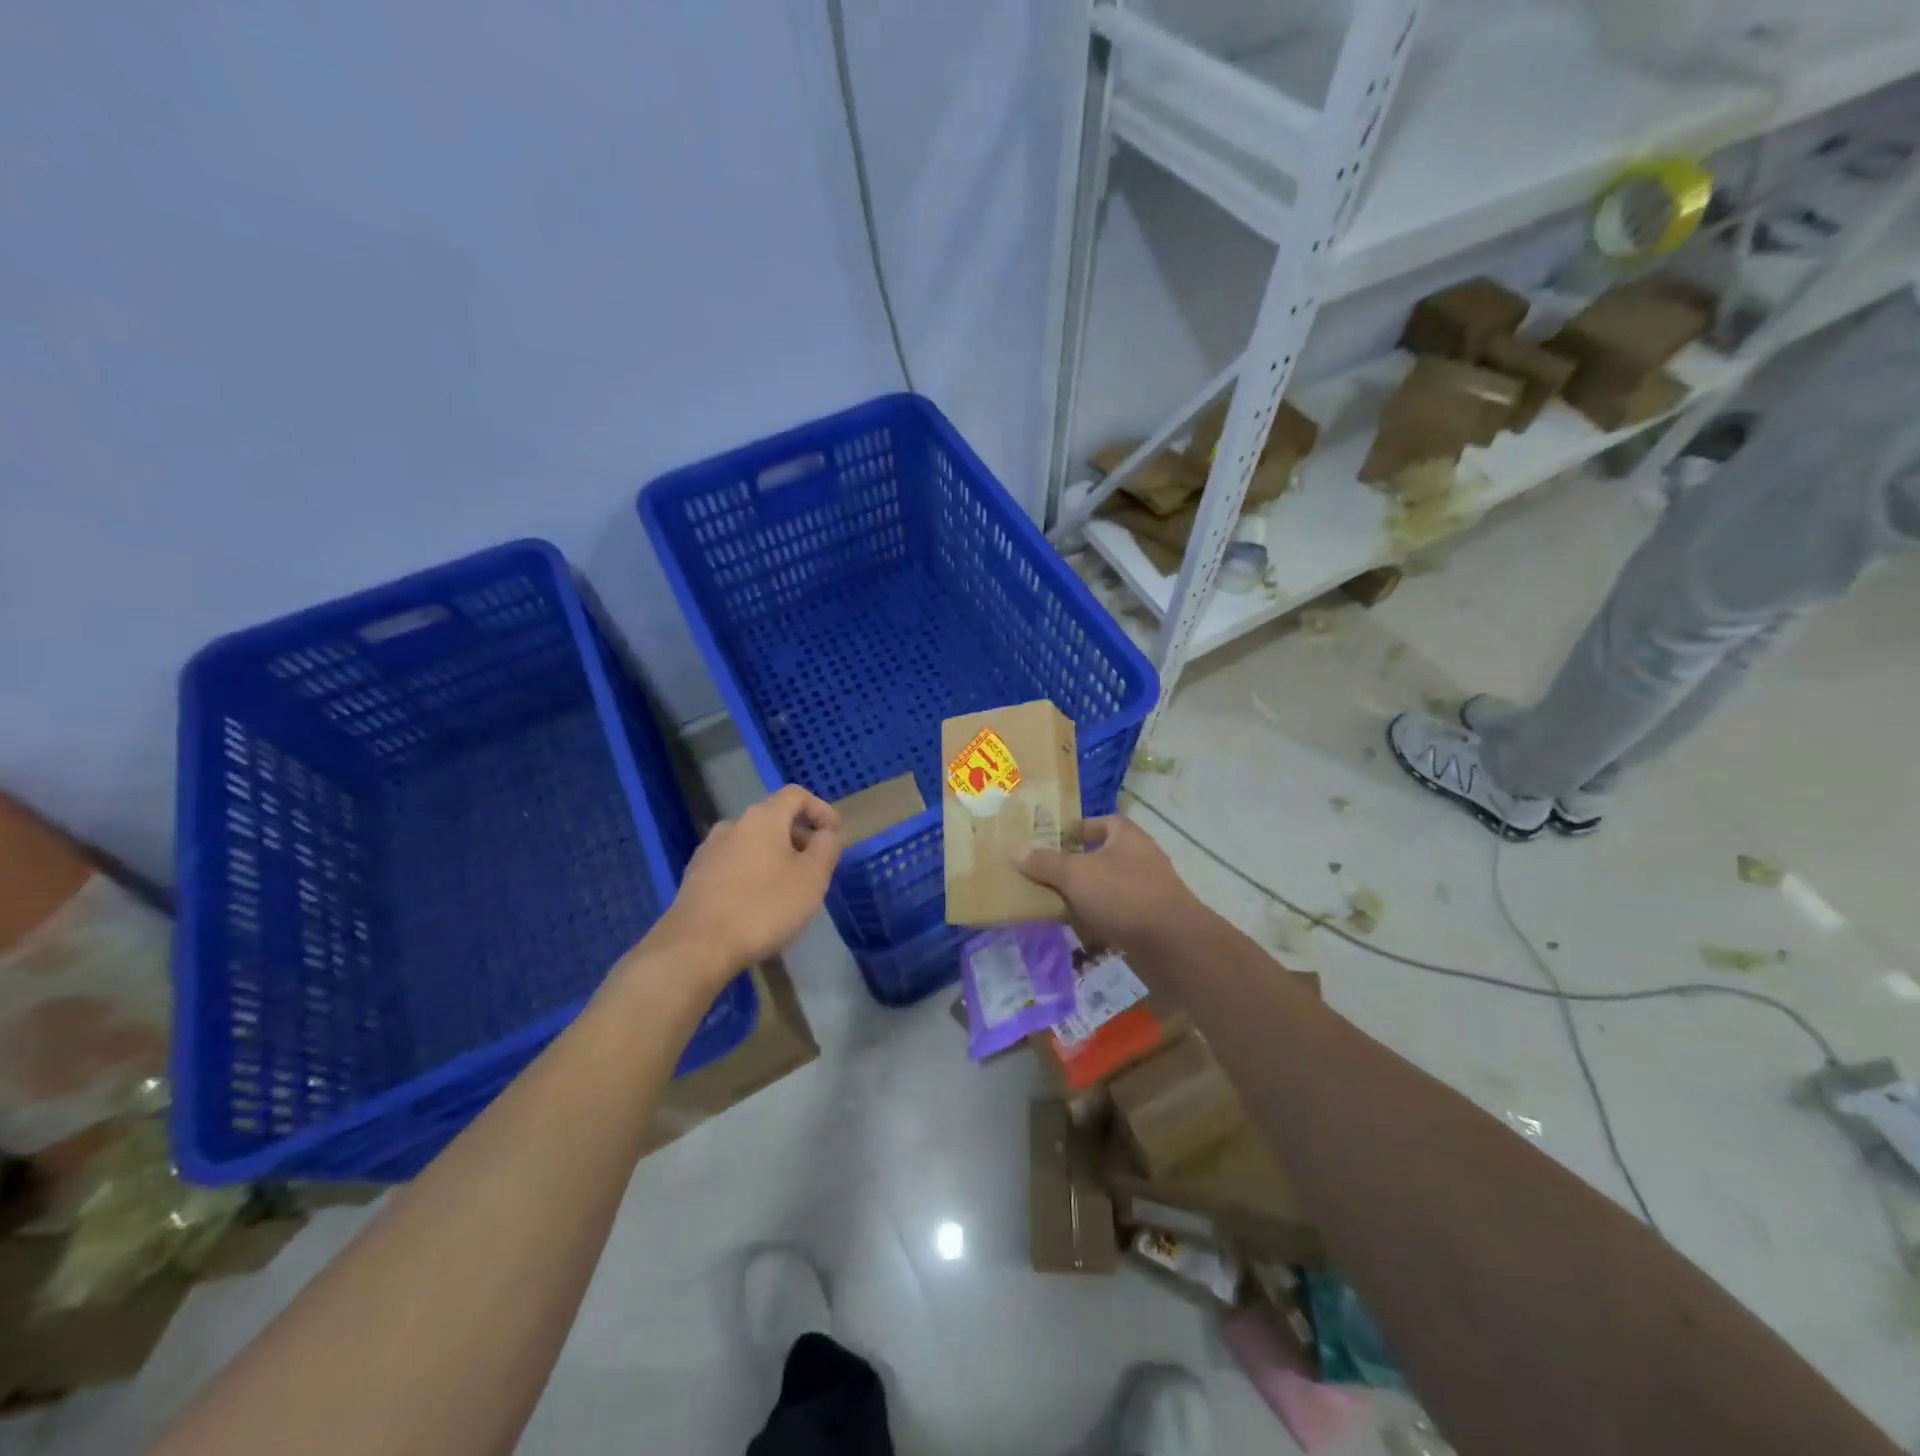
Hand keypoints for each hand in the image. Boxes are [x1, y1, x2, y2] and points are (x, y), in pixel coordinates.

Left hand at [646, 785, 841, 985]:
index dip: (821, 809)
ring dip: (776, 858)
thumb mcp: (812, 878)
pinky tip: (758, 904)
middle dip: (800, 838)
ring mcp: (709, 850)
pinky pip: (734, 864)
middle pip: (774, 819)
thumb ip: (826, 847)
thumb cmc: (764, 907)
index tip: (834, 835)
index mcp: (762, 818)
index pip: (797, 795)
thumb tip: (826, 833)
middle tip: (816, 869)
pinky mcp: (695, 876)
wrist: (696, 947)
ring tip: (789, 890)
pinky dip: (753, 873)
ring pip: (753, 844)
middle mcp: (733, 825)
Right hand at [1019, 815, 1203, 954]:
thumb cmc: (1123, 895)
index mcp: (1125, 835)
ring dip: (1082, 897)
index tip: (1048, 842)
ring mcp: (1146, 889)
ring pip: (1104, 888)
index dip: (1073, 829)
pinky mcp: (1148, 918)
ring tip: (1052, 906)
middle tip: (1041, 877)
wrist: (1172, 944)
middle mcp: (1138, 856)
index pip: (1097, 822)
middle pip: (1098, 856)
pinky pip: (1114, 914)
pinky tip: (1077, 932)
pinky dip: (1096, 920)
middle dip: (1071, 868)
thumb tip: (1017, 852)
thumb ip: (1045, 863)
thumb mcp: (1075, 874)